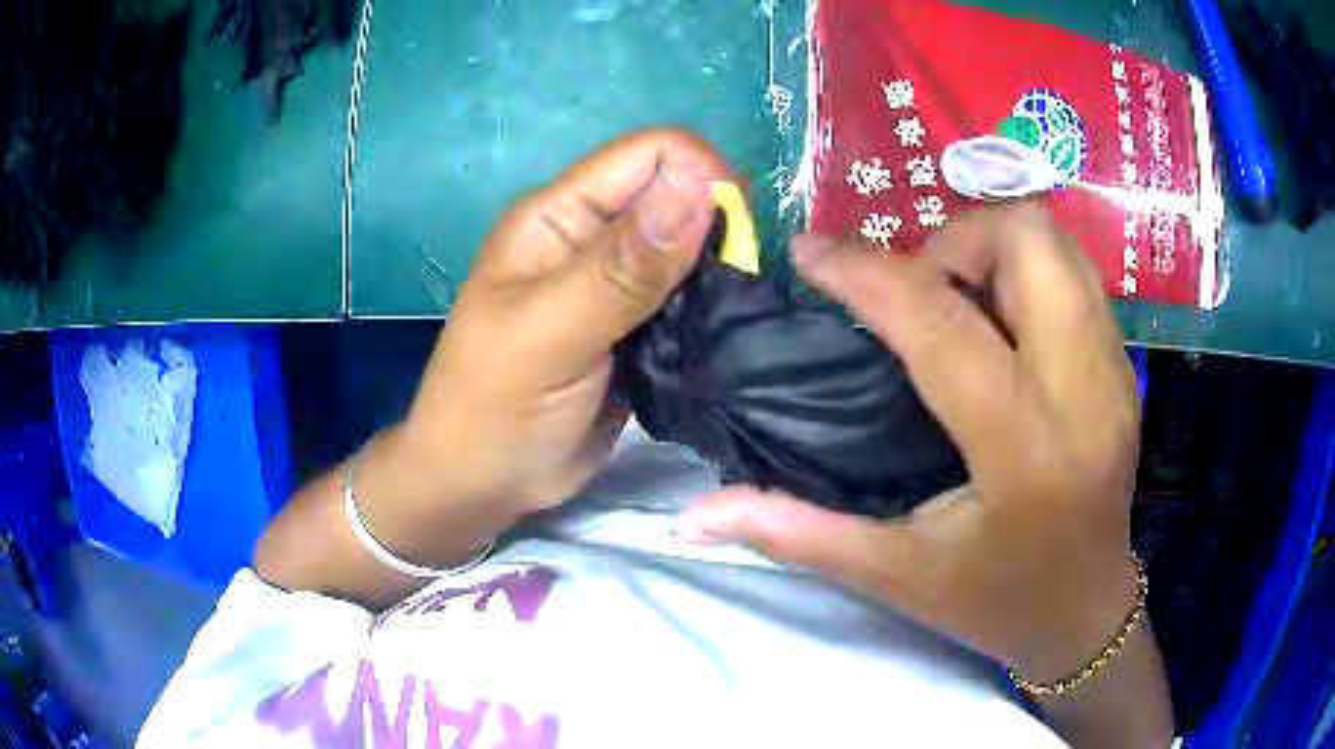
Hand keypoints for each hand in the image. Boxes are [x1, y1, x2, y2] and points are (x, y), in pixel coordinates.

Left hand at [401, 129, 728, 513]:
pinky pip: (690, 297)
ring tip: (729, 316)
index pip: (650, 155)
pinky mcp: (639, 326)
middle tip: (731, 290)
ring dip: (719, 271)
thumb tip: (700, 188)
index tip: (733, 239)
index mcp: (560, 215)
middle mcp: (592, 235)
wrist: (484, 482)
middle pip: (678, 195)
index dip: (700, 177)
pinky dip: (711, 307)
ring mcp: (617, 283)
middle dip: (717, 228)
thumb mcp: (550, 334)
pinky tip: (721, 335)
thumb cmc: (495, 407)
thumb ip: (621, 267)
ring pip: (691, 247)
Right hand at [677, 204, 1144, 684]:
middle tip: (915, 289)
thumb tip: (694, 517)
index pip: (941, 324)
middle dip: (955, 239)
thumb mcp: (894, 576)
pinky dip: (1027, 268)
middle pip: (1026, 241)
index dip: (866, 273)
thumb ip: (796, 534)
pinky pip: (1076, 271)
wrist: (1086, 611)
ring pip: (1057, 241)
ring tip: (955, 297)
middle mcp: (1082, 391)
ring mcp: (1114, 370)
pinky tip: (998, 319)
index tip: (810, 253)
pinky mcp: (1126, 366)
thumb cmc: (994, 601)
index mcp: (1024, 450)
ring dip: (992, 246)